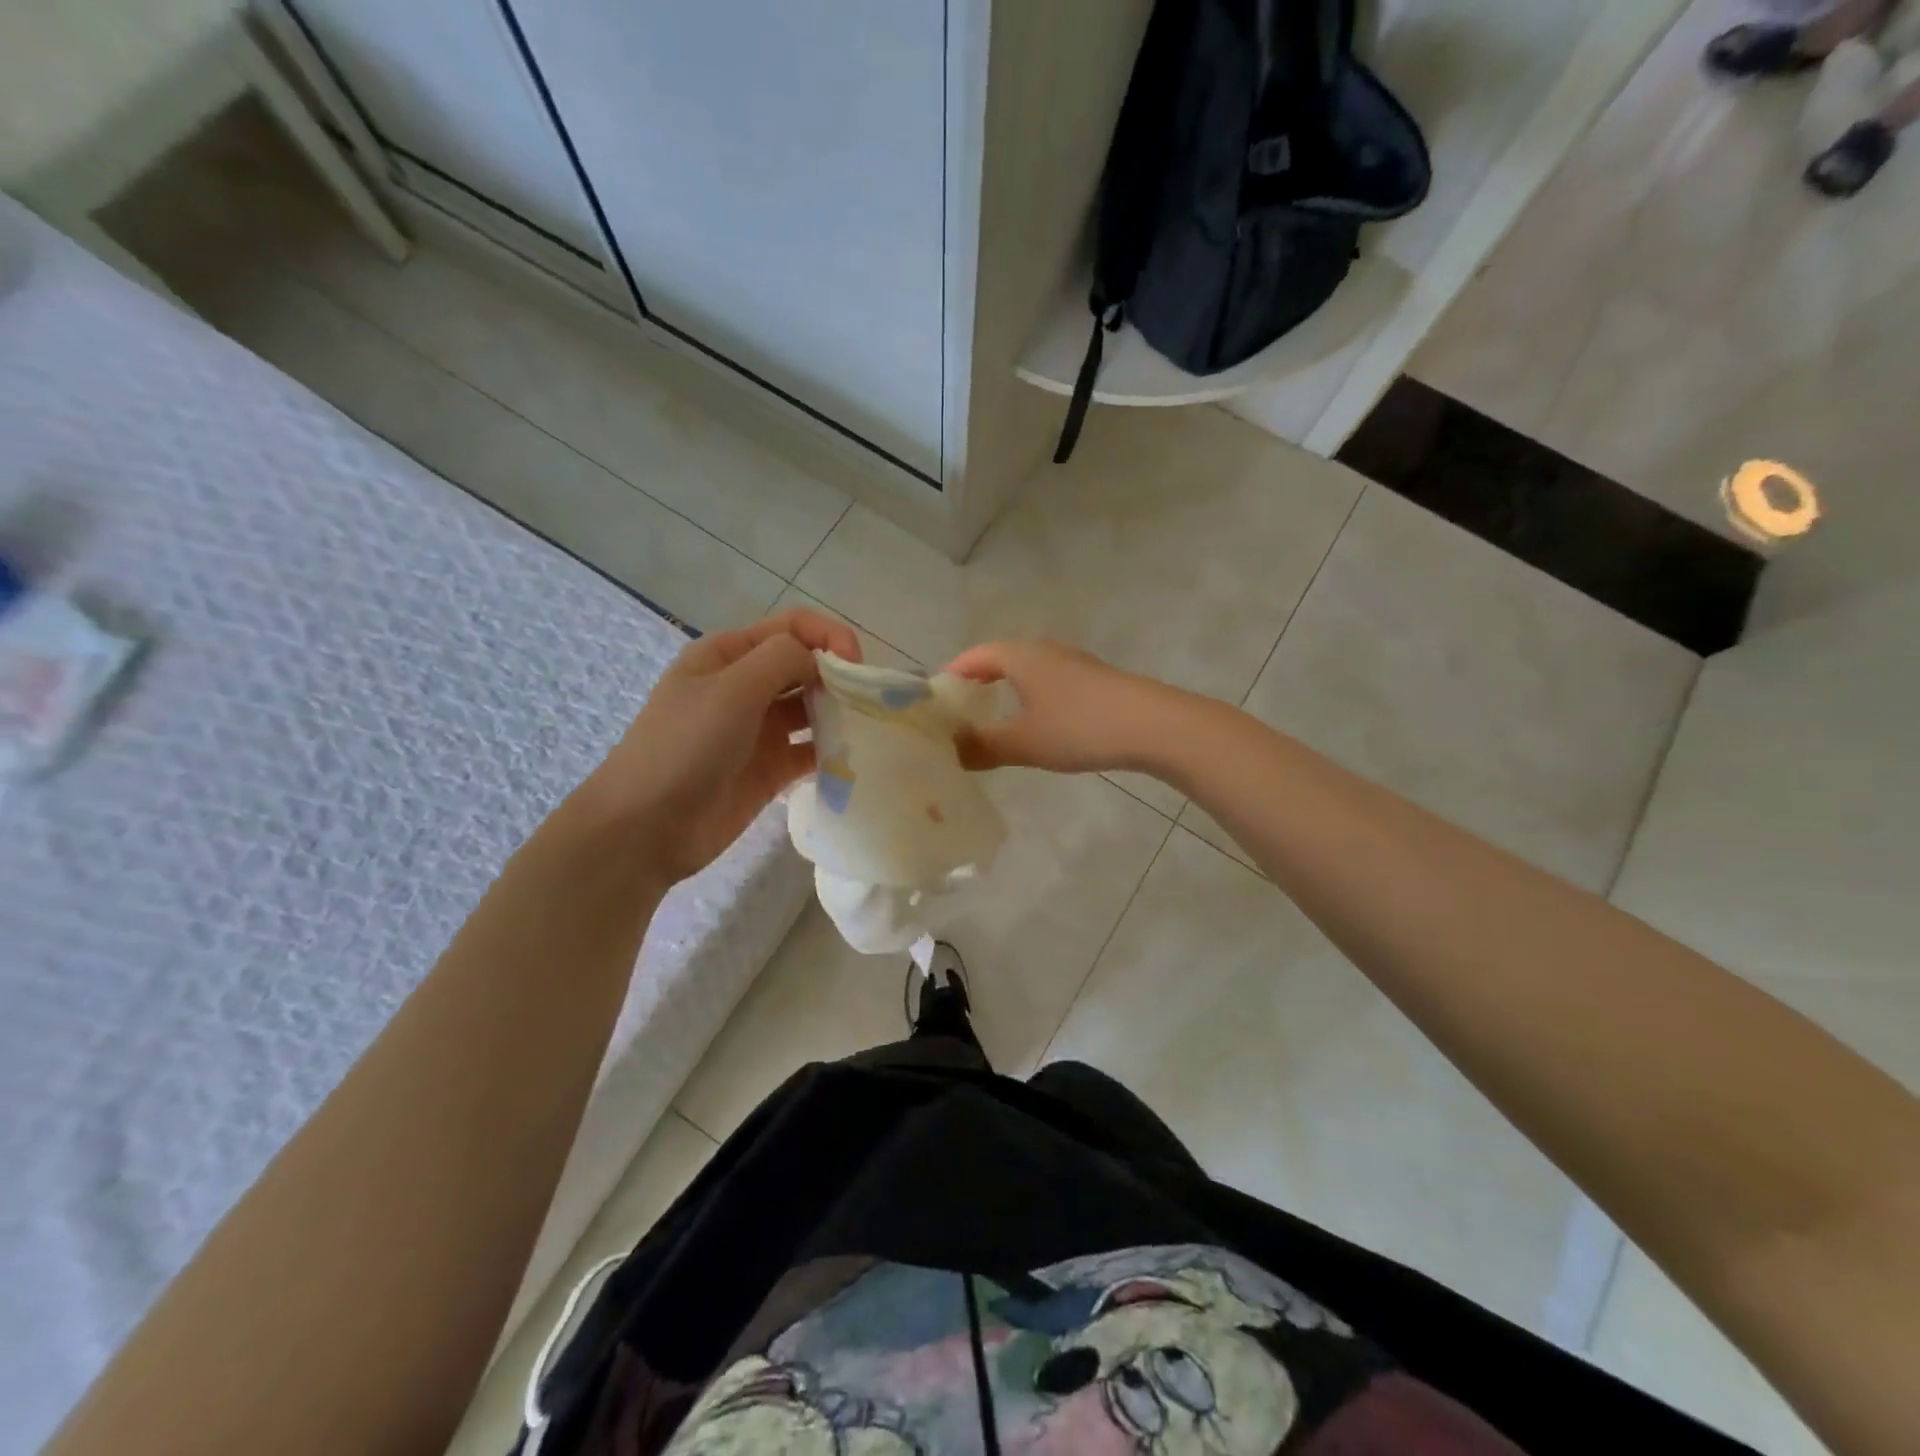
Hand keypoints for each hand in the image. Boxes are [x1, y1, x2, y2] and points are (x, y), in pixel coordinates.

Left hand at [592, 608, 859, 883]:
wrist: (646, 828)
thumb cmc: (684, 747)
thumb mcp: (731, 688)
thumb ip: (782, 659)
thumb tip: (823, 660)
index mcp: (729, 654)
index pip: (793, 627)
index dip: (830, 637)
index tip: (857, 666)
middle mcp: (747, 686)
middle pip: (807, 666)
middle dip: (840, 676)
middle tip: (866, 704)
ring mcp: (760, 729)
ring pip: (813, 709)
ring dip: (840, 714)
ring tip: (865, 731)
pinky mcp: (771, 769)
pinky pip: (812, 751)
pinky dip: (833, 752)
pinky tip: (851, 760)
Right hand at [943, 640, 1185, 774]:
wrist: (1153, 725)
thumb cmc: (1079, 727)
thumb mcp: (1024, 742)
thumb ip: (982, 747)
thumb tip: (949, 751)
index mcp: (1020, 656)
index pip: (973, 657)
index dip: (950, 677)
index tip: (934, 703)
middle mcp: (1044, 650)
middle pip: (999, 660)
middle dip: (976, 684)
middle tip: (958, 716)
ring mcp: (1072, 663)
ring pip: (1026, 672)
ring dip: (1006, 692)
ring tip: (992, 722)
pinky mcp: (1094, 680)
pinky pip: (1048, 684)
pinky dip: (1031, 699)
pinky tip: (1037, 725)